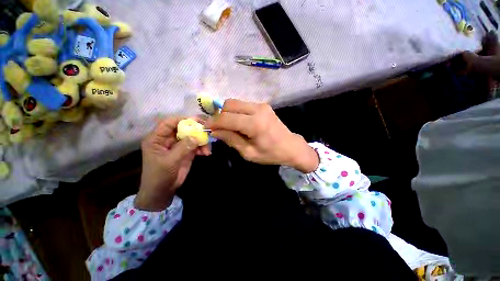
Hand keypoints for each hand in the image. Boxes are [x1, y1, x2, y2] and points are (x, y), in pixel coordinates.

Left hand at [135, 117, 210, 210]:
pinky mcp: (186, 151)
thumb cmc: (159, 175)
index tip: (196, 121)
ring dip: (201, 141)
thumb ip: (182, 148)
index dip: (182, 120)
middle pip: (183, 128)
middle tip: (207, 132)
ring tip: (207, 149)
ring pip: (192, 137)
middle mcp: (168, 139)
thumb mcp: (169, 161)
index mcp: (157, 138)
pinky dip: (202, 148)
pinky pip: (196, 145)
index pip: (169, 123)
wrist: (163, 191)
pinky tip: (206, 153)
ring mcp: (179, 145)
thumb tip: (196, 136)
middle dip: (196, 130)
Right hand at [206, 99, 318, 172]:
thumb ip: (231, 139)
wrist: (291, 147)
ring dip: (227, 113)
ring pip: (235, 103)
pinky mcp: (263, 105)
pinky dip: (236, 112)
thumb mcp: (248, 153)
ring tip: (227, 126)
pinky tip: (238, 122)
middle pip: (229, 104)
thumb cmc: (271, 154)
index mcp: (254, 124)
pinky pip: (243, 105)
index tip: (205, 128)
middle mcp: (257, 109)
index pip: (226, 118)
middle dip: (219, 115)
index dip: (213, 122)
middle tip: (218, 128)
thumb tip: (215, 131)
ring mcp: (261, 105)